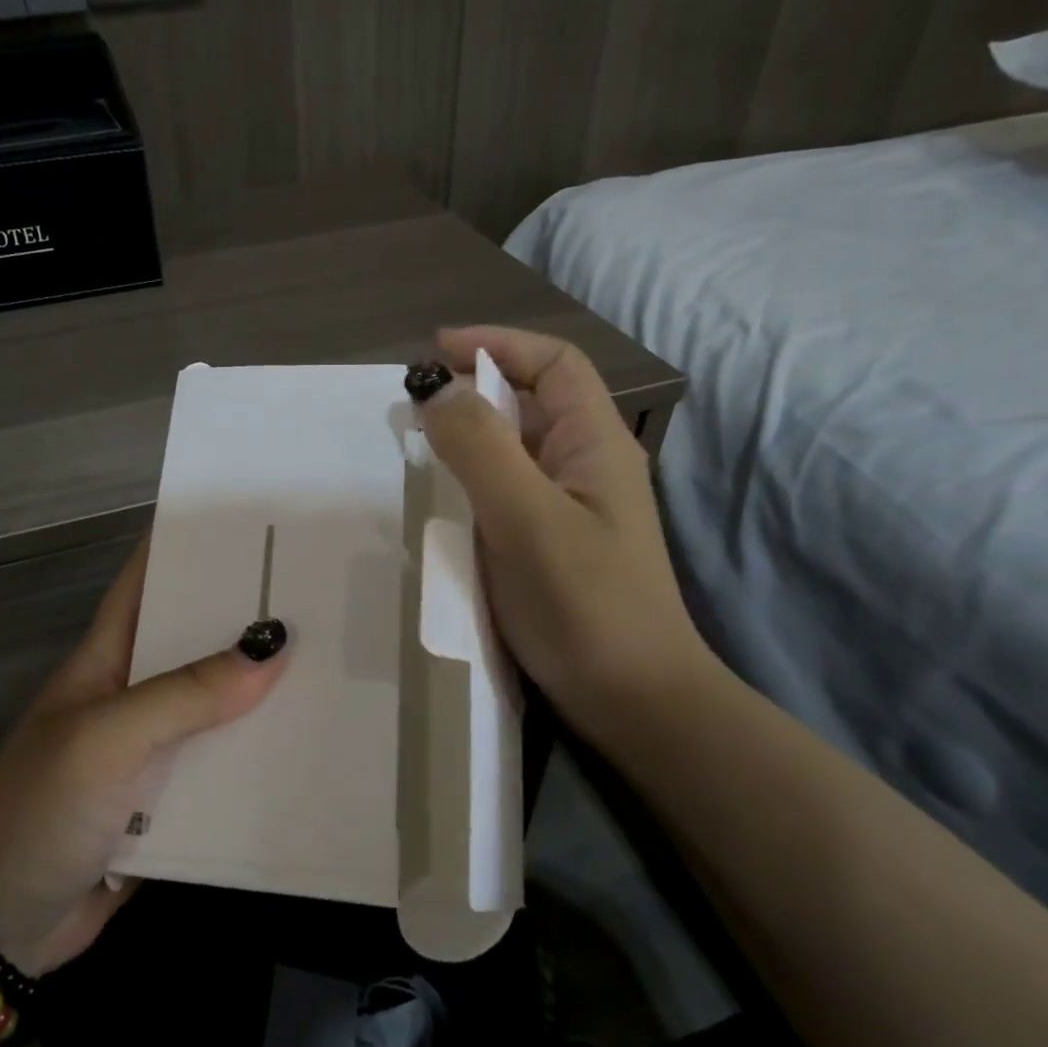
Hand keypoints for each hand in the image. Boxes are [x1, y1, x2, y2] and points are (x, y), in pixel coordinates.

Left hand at [0, 541, 288, 975]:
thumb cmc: (36, 811)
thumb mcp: (106, 740)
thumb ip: (185, 695)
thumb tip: (273, 645)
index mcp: (109, 657)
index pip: (151, 580)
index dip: (192, 544)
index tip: (255, 521)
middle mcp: (136, 694)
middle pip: (200, 642)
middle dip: (252, 616)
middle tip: (326, 589)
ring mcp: (155, 751)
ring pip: (222, 707)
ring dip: (268, 691)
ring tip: (340, 659)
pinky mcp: (172, 804)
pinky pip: (227, 769)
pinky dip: (263, 759)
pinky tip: (316, 746)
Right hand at [415, 326, 715, 745]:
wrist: (633, 702)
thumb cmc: (585, 606)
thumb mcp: (528, 519)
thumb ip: (481, 449)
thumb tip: (436, 391)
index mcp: (596, 444)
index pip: (554, 364)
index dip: (498, 344)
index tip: (435, 351)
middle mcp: (586, 467)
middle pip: (532, 403)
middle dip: (474, 390)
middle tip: (414, 406)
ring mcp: (569, 510)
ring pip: (515, 450)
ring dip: (469, 437)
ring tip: (418, 446)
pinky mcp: (550, 546)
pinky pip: (506, 493)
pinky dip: (471, 482)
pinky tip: (443, 501)